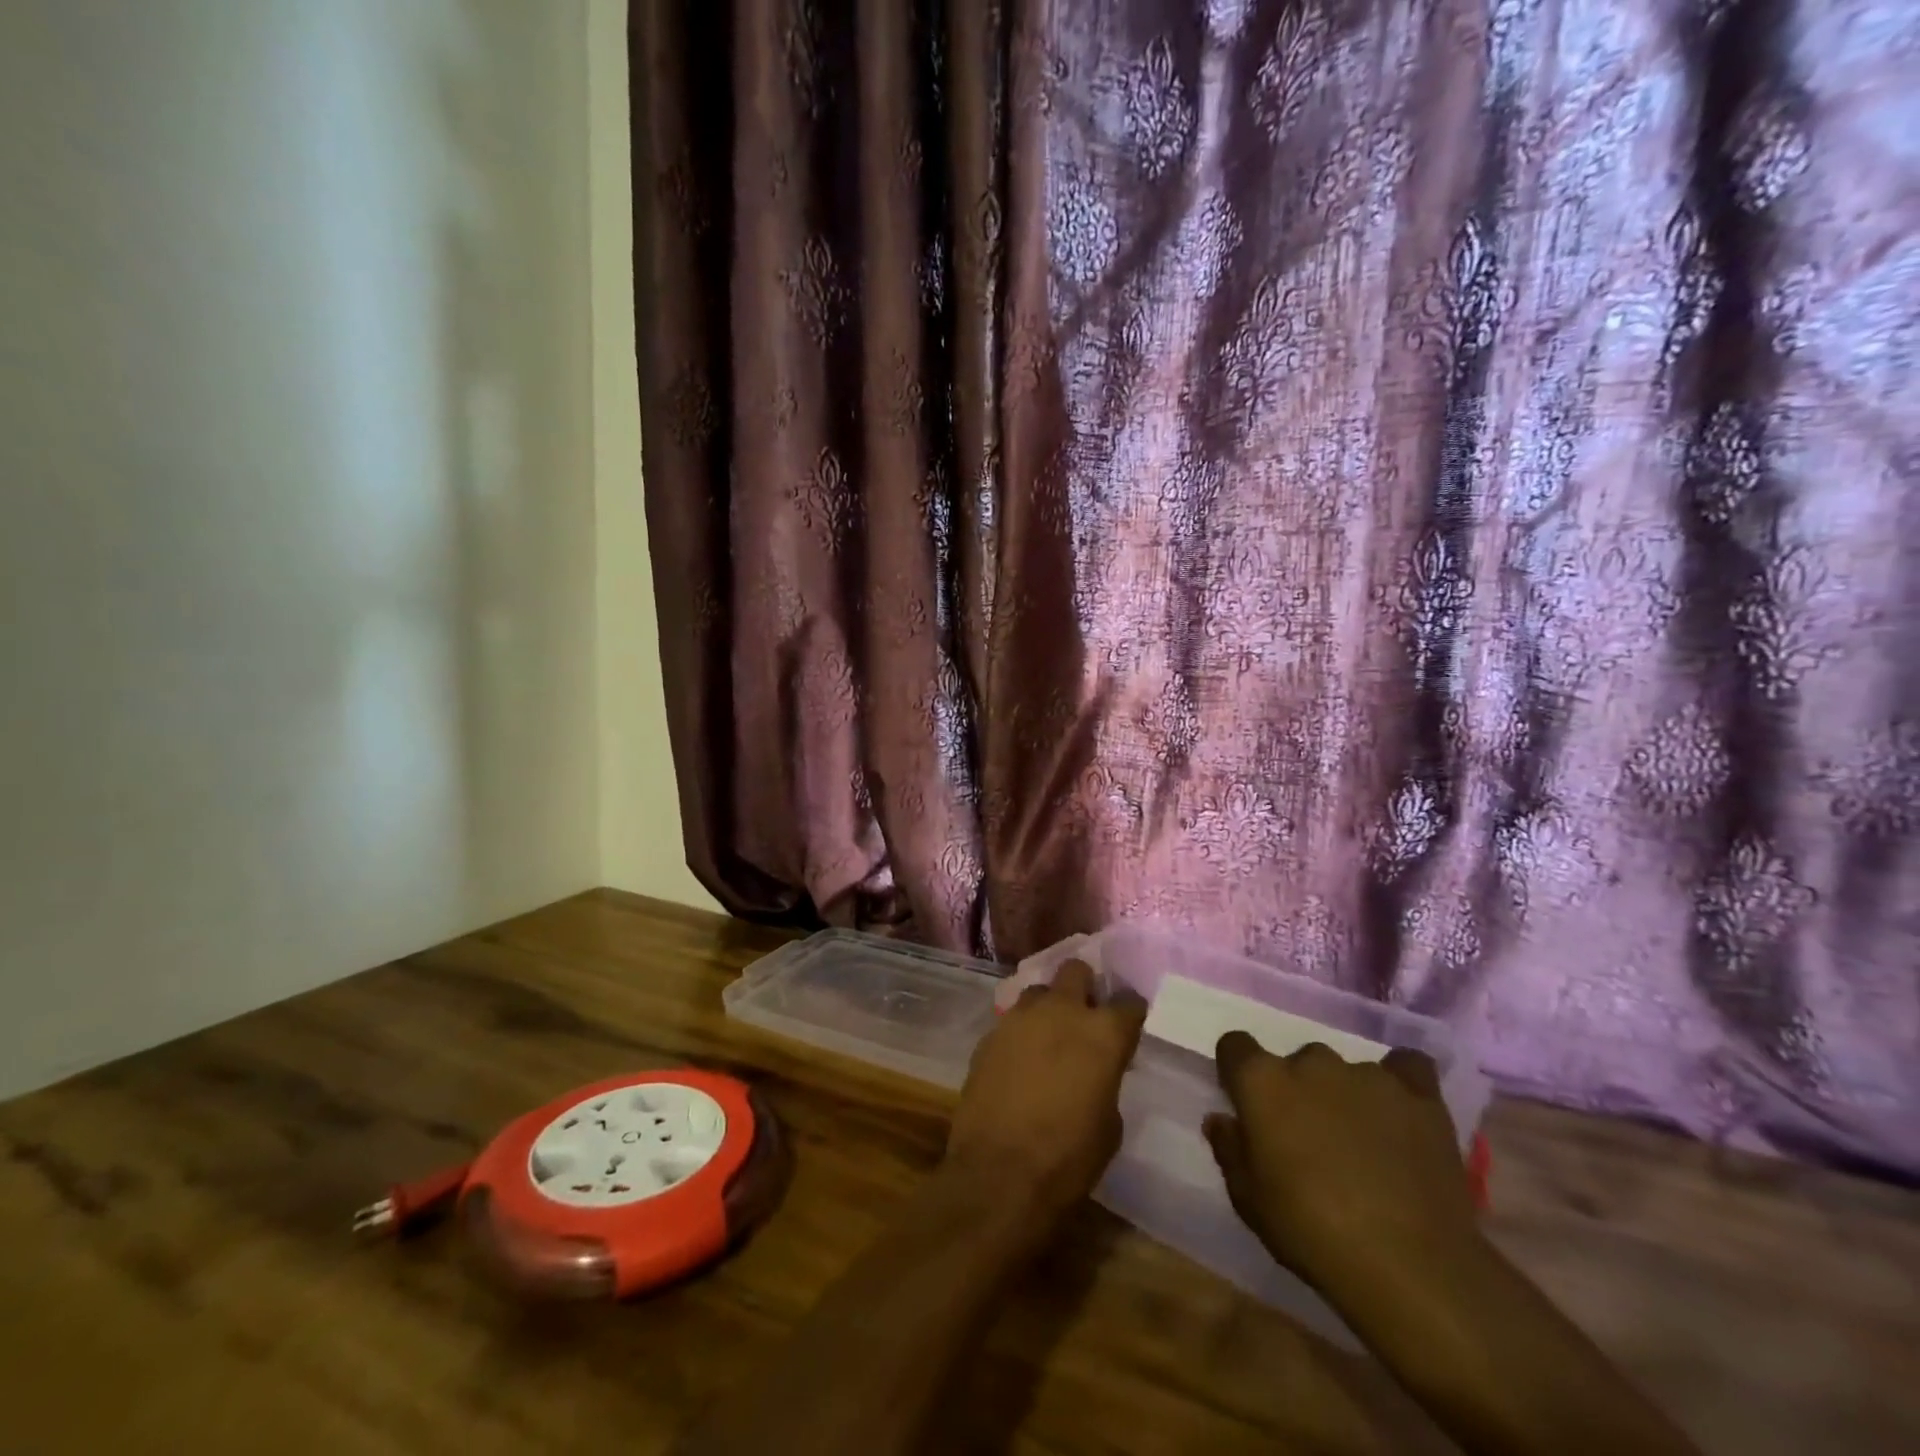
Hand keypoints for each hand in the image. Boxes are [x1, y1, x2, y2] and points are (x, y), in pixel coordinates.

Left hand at [943, 961, 1145, 1228]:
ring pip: (1039, 990)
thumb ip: (1106, 1079)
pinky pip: (1012, 1020)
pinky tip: (1020, 1060)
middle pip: (1076, 971)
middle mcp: (1061, 1011)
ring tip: (1048, 1036)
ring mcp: (1020, 1018)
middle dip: (1084, 986)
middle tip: (1085, 1014)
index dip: (1130, 1011)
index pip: (1128, 1002)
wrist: (999, 1173)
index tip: (1129, 1023)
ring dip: (1048, 1007)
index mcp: (1102, 1033)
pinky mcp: (989, 1034)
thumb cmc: (1068, 1158)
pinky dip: (1021, 1033)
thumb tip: (1096, 1069)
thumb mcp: (1109, 1124)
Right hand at [1204, 1032, 1480, 1296]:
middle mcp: (1311, 1063)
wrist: (1412, 1271)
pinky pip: (1407, 1067)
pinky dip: (1401, 1085)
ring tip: (1363, 1143)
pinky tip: (1402, 1114)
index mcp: (1261, 1082)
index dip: (1238, 1074)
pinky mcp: (1420, 1096)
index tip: (1247, 1107)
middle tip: (1310, 1140)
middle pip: (1296, 1062)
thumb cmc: (1312, 1234)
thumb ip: (1230, 1150)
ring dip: (1345, 1096)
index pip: (1235, 1046)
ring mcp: (1368, 1075)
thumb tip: (1222, 1120)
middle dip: (1298, 1092)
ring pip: (1346, 1072)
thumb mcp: (1249, 1202)